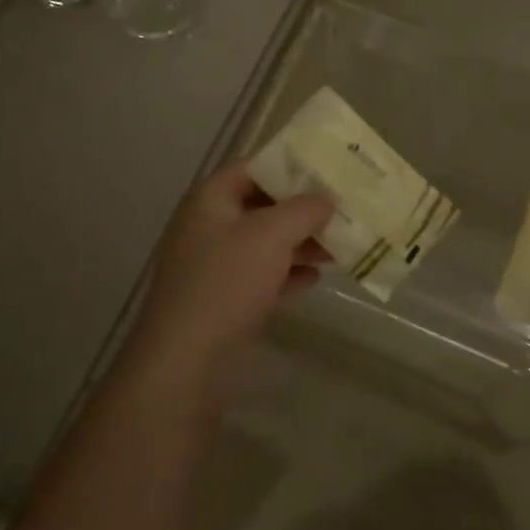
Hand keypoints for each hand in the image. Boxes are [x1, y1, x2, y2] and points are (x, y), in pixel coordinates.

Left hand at [122, 163, 332, 402]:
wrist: (186, 363)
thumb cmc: (227, 282)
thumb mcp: (271, 234)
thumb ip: (304, 209)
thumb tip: (326, 199)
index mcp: (210, 199)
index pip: (253, 167)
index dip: (290, 166)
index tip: (327, 170)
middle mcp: (209, 226)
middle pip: (262, 205)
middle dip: (302, 209)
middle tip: (342, 209)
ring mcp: (214, 266)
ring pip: (265, 242)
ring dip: (300, 242)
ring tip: (339, 245)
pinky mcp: (224, 300)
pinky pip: (262, 276)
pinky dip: (288, 273)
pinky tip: (317, 277)